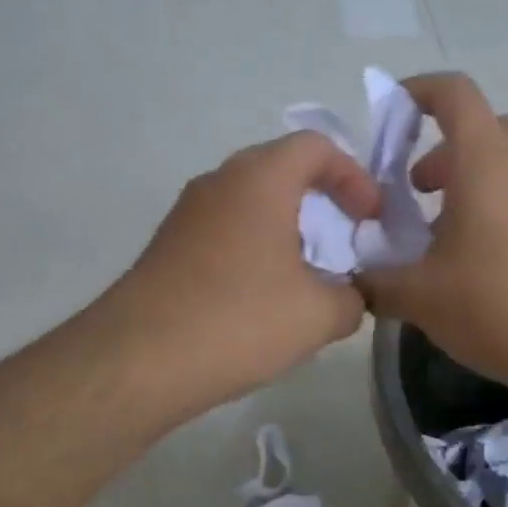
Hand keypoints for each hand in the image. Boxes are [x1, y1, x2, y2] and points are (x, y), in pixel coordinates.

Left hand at [101, 132, 381, 418]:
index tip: (369, 219)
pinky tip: (261, 296)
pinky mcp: (167, 246)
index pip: (316, 146)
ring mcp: (186, 213)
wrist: (138, 360)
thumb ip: (351, 298)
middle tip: (344, 238)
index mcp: (260, 179)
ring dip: (285, 226)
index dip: (353, 175)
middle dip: (320, 197)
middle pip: (280, 168)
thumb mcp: (318, 315)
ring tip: (307, 273)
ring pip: (249, 201)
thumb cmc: (239, 320)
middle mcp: (219, 182)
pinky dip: (253, 246)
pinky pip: (223, 229)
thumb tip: (348, 296)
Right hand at [359, 72, 507, 387]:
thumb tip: (355, 280)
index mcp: (484, 162)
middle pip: (484, 126)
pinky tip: (470, 258)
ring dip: (468, 179)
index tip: (391, 113)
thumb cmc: (494, 303)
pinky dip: (491, 205)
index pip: (455, 94)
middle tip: (416, 188)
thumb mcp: (417, 295)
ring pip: (505, 162)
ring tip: (438, 231)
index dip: (419, 91)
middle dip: (444, 147)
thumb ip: (375, 281)